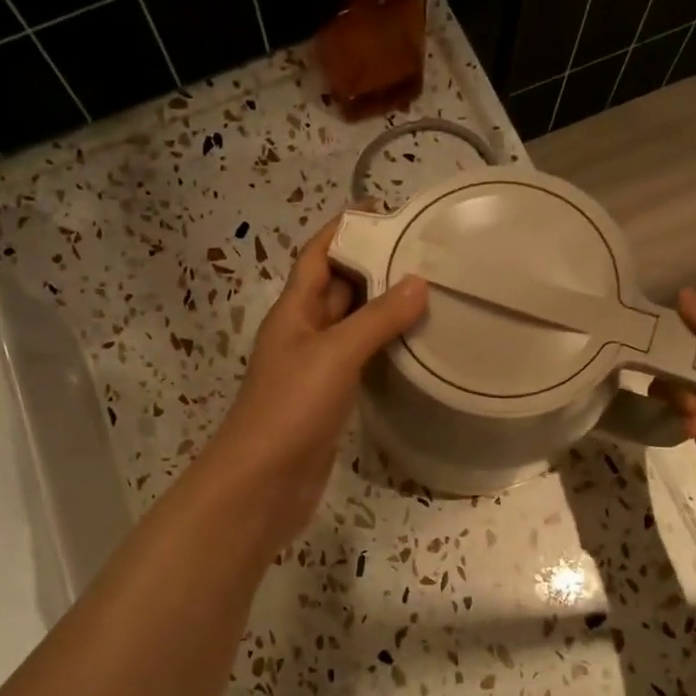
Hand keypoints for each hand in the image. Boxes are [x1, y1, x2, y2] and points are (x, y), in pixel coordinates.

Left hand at [204, 216, 427, 547]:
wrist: (263, 482)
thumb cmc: (291, 407)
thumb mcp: (335, 354)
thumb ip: (377, 318)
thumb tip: (418, 281)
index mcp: (294, 310)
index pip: (318, 254)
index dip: (345, 229)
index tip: (388, 212)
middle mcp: (303, 331)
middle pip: (338, 286)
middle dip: (374, 266)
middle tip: (426, 254)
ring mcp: (315, 367)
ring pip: (351, 324)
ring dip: (382, 308)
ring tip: (431, 291)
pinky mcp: (329, 398)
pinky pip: (359, 359)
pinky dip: (383, 347)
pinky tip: (415, 345)